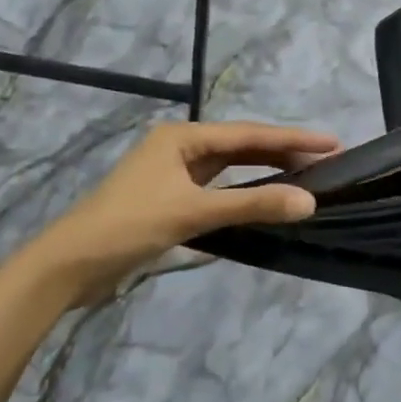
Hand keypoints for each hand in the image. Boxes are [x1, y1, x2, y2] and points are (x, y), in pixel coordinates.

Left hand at [11, 120, 337, 304]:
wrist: (67, 266)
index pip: (250, 134)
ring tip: (304, 175)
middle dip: (283, 152)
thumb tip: (309, 202)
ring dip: (264, 172)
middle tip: (326, 160)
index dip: (293, 138)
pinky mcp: (169, 199)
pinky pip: (217, 188)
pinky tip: (264, 199)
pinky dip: (243, 192)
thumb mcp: (193, 212)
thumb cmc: (128, 227)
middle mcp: (180, 147)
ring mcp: (173, 173)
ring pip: (230, 168)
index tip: (333, 142)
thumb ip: (252, 204)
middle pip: (242, 146)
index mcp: (183, 137)